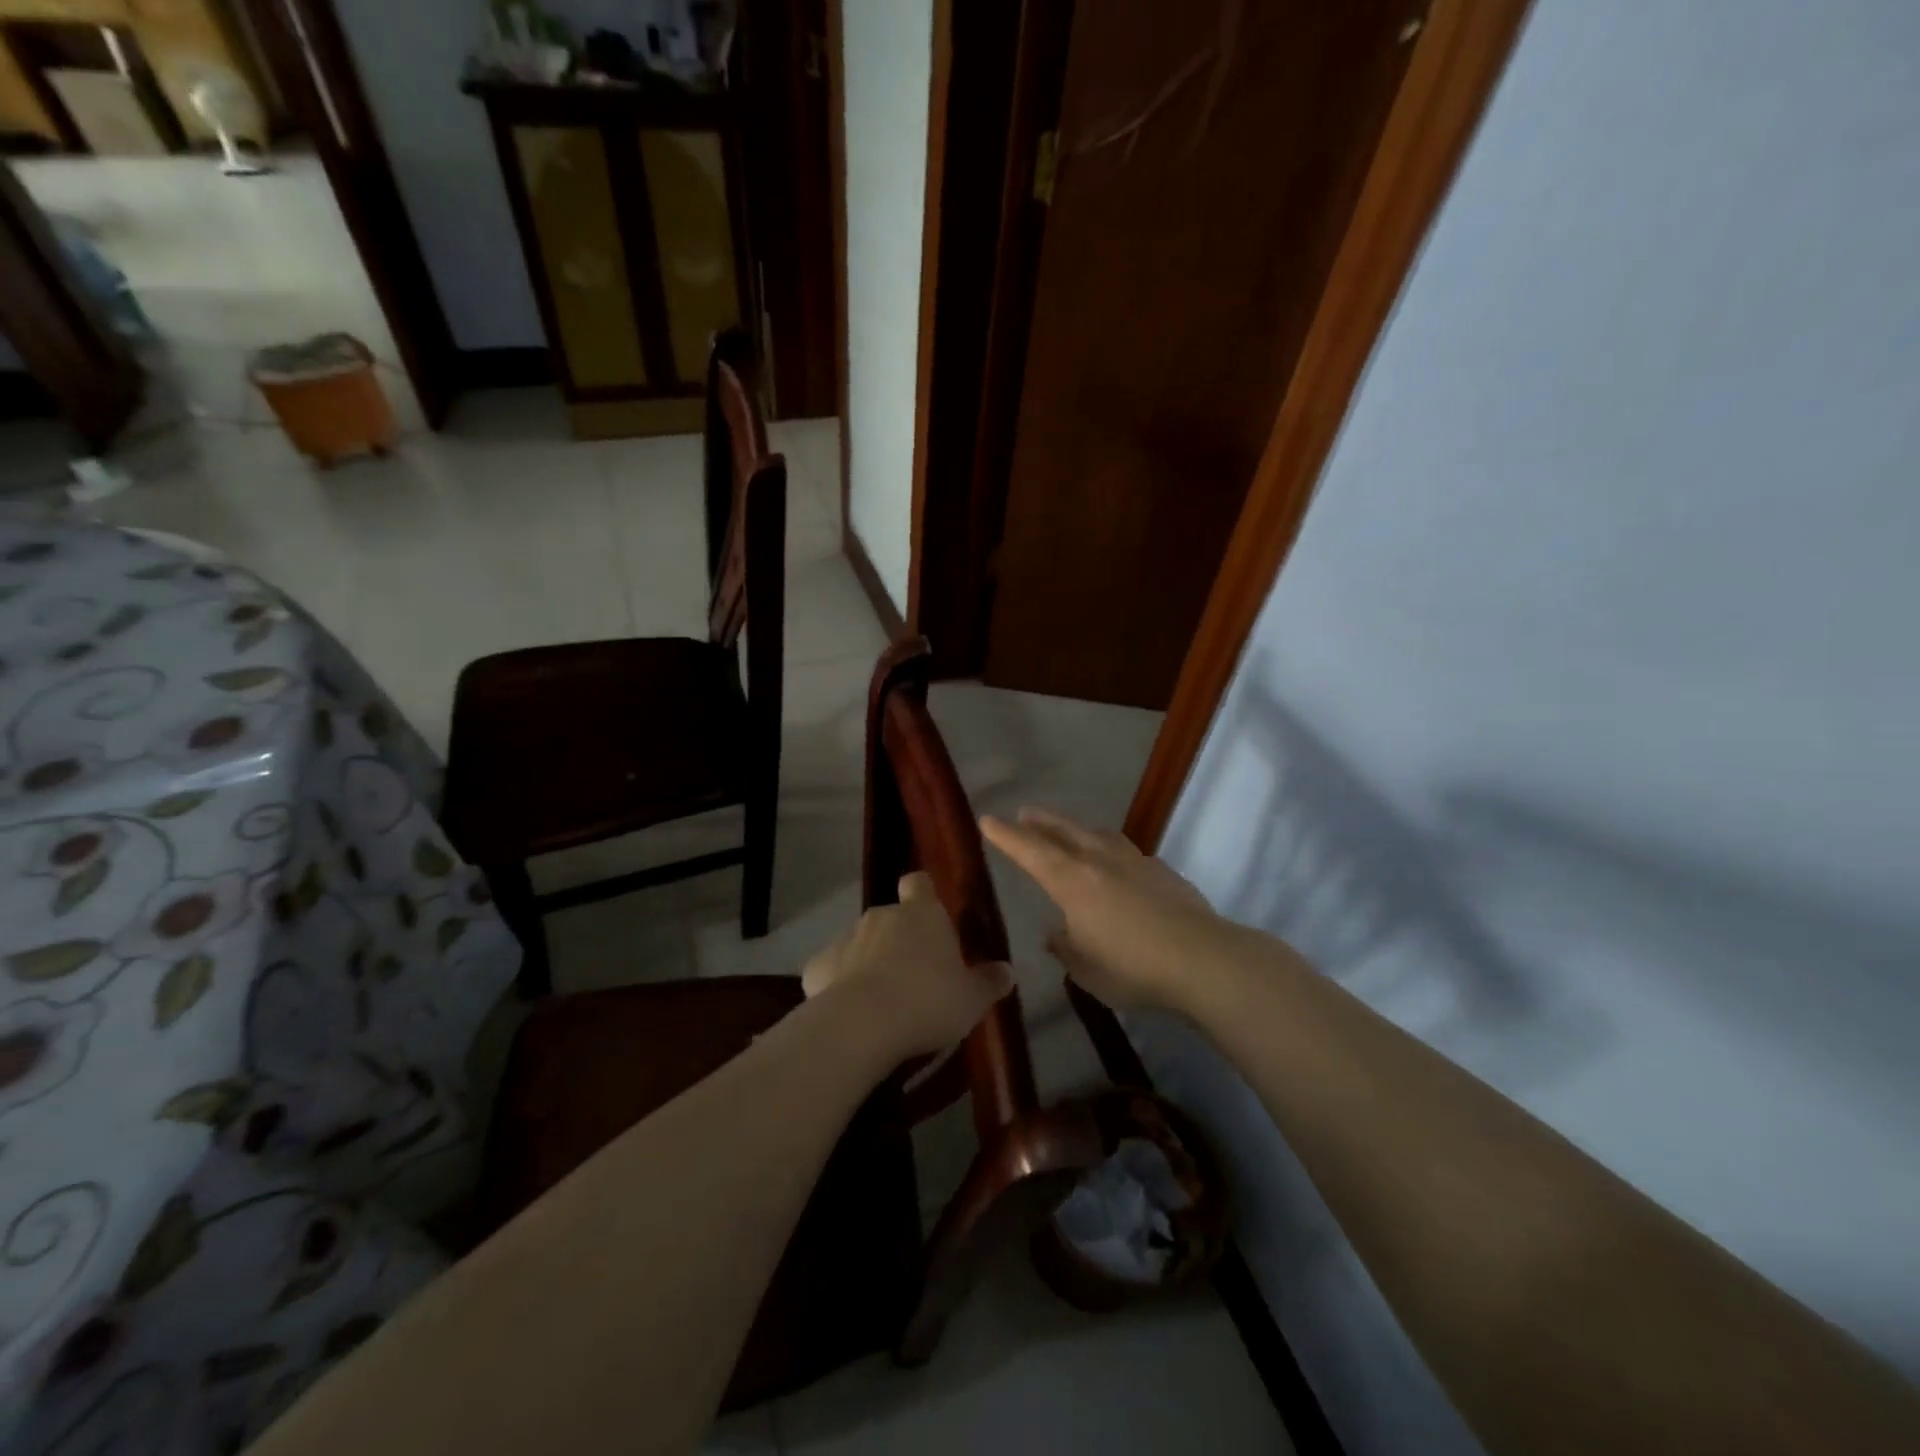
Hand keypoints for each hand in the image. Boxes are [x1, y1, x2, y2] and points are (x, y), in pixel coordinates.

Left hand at [802, 872, 1011, 1058]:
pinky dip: (840, 986)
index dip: (923, 894)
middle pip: (892, 918)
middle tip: (916, 975)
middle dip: (900, 939)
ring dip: (870, 962)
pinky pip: (834, 970)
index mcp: (922, 914)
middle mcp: (881, 916)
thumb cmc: (928, 1002)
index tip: (930, 914)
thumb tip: (1007, 971)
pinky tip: (851, 1014)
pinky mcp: (817, 966)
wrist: (862, 1025)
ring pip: (861, 944)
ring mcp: (845, 938)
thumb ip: (989, 982)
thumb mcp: (971, 999)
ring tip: (884, 1001)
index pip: (919, 884)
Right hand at [980, 808, 1237, 1012]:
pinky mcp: (1163, 871)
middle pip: (1064, 830)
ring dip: (1078, 829)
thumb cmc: (1132, 968)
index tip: (988, 819)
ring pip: (1098, 835)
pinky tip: (1117, 865)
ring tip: (1070, 831)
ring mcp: (1135, 861)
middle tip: (1026, 812)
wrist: (1203, 960)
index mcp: (1072, 881)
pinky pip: (1127, 852)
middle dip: (1041, 821)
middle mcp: (1100, 861)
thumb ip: (1066, 949)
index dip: (1007, 835)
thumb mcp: (1085, 970)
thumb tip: (1057, 934)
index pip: (1030, 850)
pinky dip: (1111, 850)